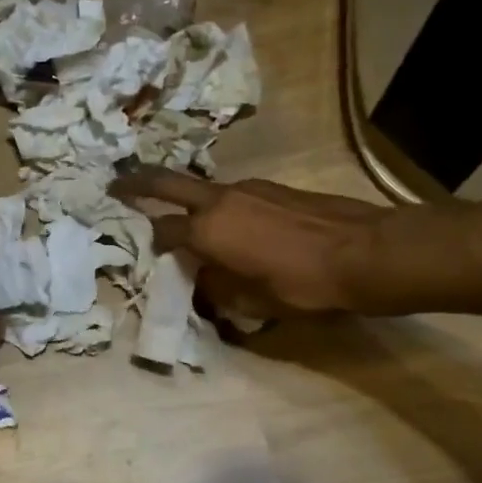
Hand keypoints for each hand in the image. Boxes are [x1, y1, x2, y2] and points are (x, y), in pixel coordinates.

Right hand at [112, 169, 394, 317]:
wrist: (365, 252)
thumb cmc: (304, 285)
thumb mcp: (254, 301)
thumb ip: (218, 288)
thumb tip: (202, 281)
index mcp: (207, 230)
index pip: (161, 230)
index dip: (148, 241)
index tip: (142, 249)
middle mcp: (219, 200)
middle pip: (166, 182)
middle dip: (136, 181)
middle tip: (116, 183)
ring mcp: (247, 187)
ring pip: (202, 188)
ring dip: (185, 198)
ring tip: (184, 217)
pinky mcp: (271, 187)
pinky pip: (231, 194)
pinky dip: (219, 205)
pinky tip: (233, 224)